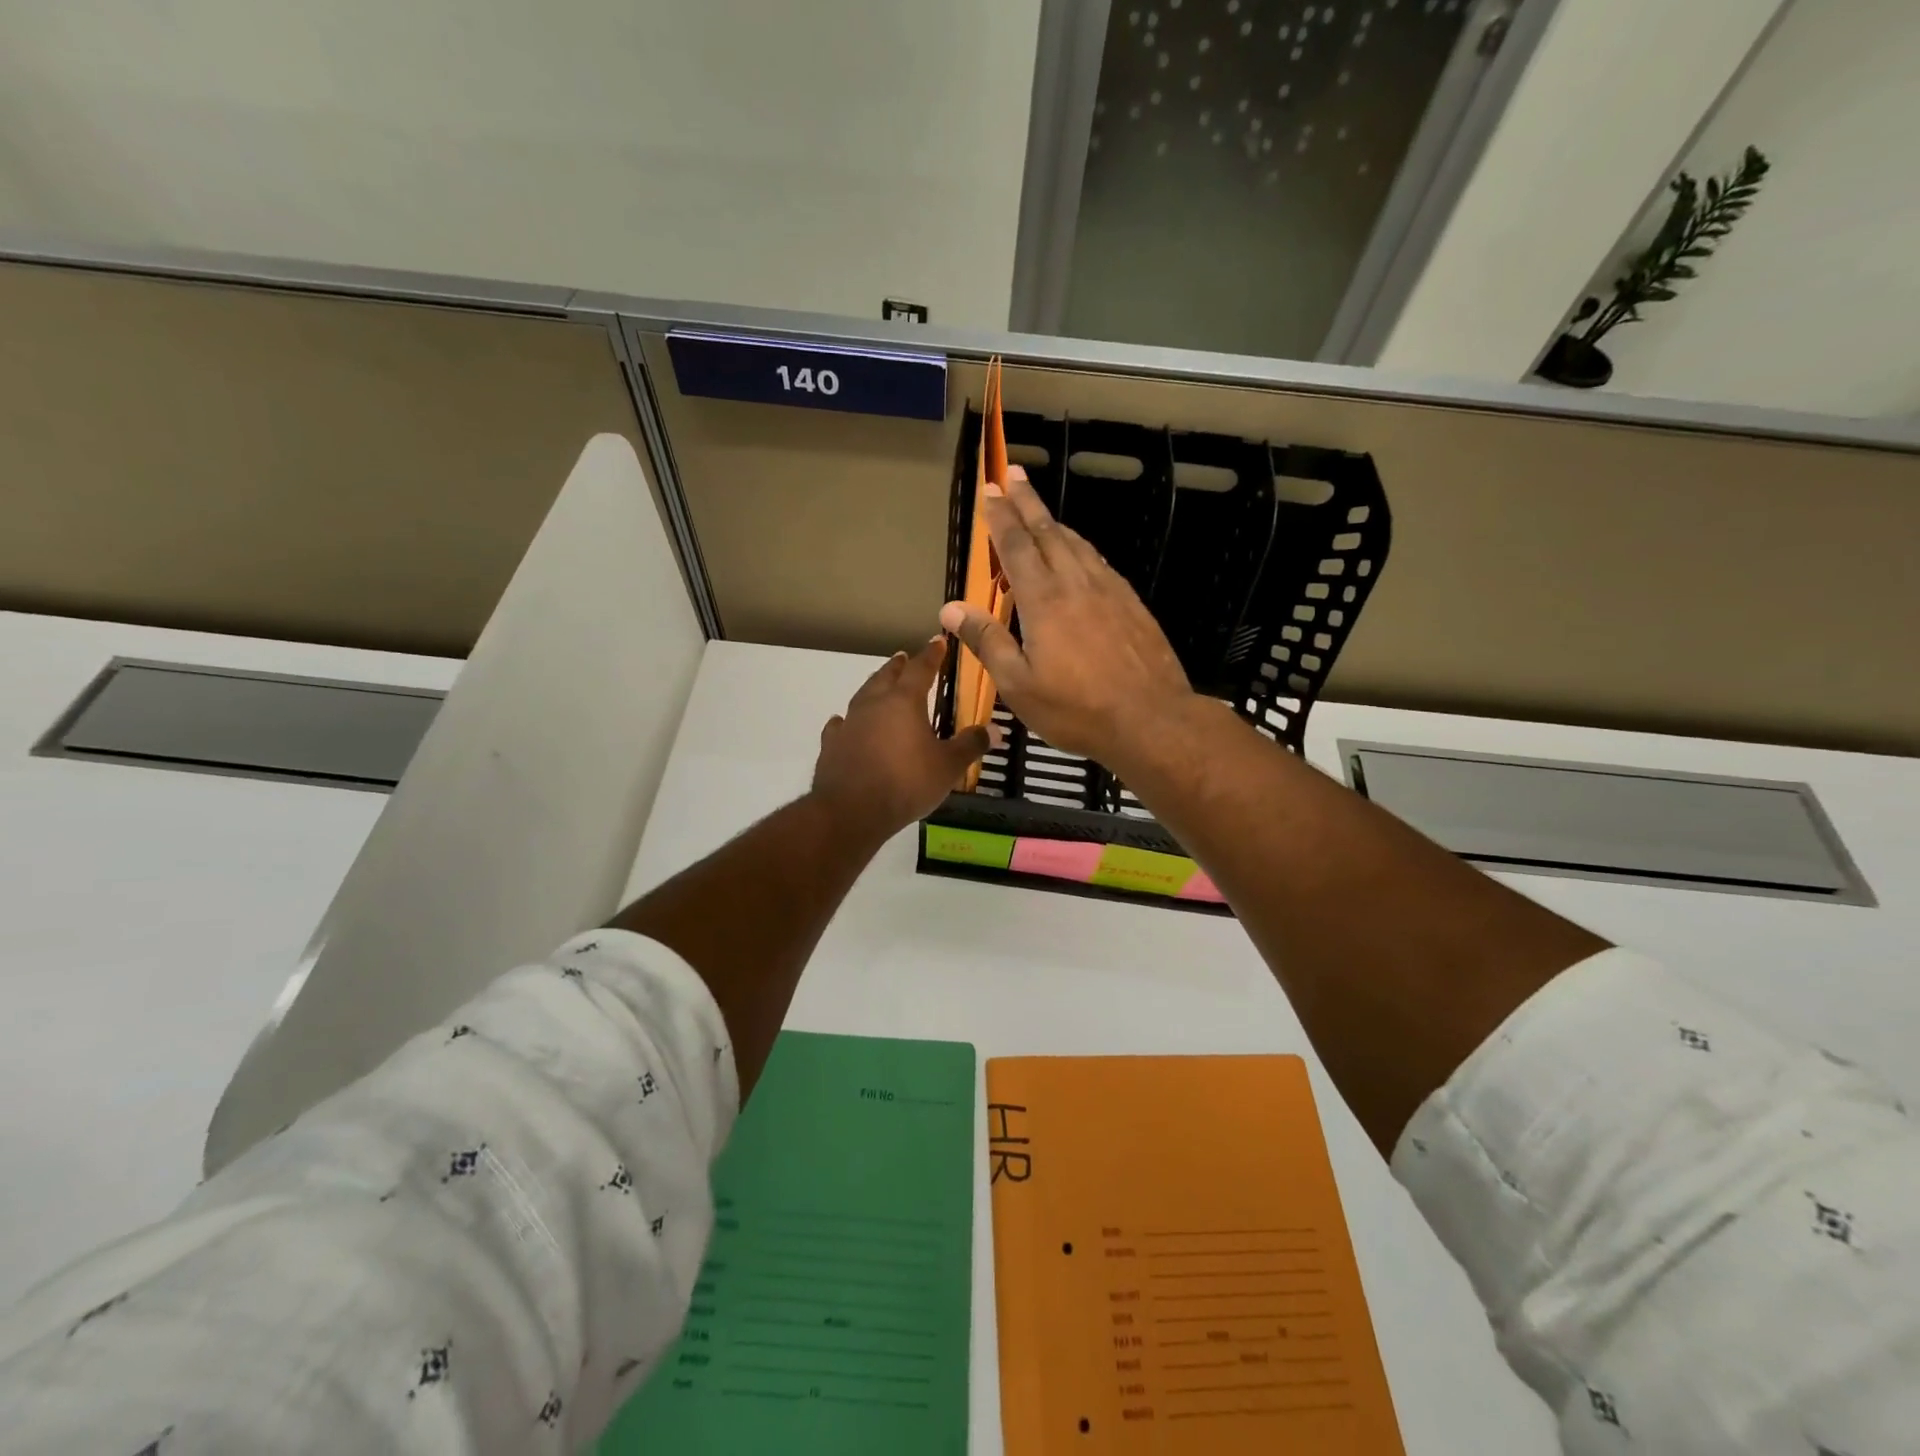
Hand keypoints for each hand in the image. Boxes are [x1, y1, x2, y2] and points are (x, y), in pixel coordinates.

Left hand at [811, 636, 991, 843]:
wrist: (851, 811)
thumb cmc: (906, 782)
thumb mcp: (948, 766)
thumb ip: (971, 745)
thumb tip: (996, 729)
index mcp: (904, 701)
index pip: (921, 668)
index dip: (931, 655)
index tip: (937, 642)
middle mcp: (874, 704)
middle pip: (886, 676)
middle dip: (898, 666)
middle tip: (903, 657)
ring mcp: (849, 723)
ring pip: (862, 695)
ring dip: (873, 687)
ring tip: (879, 685)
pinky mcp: (832, 745)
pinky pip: (840, 725)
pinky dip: (846, 721)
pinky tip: (843, 722)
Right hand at [938, 467, 1197, 771]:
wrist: (1151, 718)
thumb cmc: (1076, 708)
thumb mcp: (1019, 684)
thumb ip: (987, 641)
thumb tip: (951, 608)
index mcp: (1044, 600)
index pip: (1016, 546)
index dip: (1001, 517)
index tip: (990, 490)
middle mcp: (1076, 583)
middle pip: (1048, 531)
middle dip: (1028, 502)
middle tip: (1015, 475)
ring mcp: (1109, 590)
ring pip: (1077, 544)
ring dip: (1054, 522)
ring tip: (1039, 510)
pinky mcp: (1131, 604)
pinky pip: (1099, 562)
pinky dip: (1080, 547)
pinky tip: (1080, 555)